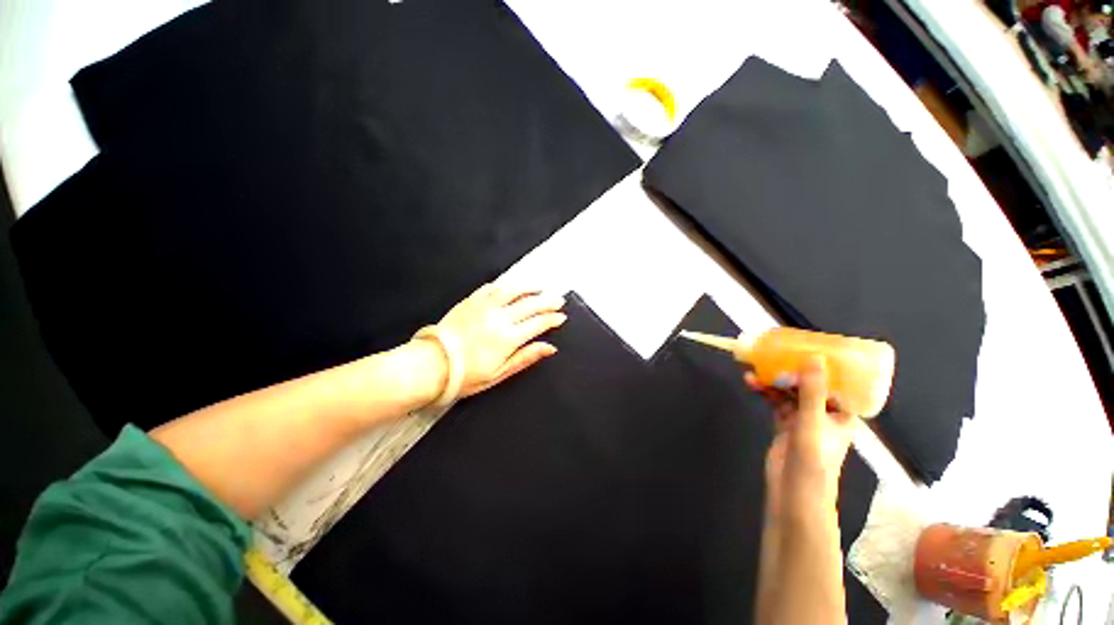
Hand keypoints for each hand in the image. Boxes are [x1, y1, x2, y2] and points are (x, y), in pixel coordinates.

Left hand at [430, 283, 565, 397]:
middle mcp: (500, 317)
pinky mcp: (471, 301)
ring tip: (540, 287)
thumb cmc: (467, 375)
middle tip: (559, 300)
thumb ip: (526, 357)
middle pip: (530, 304)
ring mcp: (485, 306)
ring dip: (530, 287)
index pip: (538, 323)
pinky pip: (492, 287)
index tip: (562, 317)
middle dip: (548, 301)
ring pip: (513, 290)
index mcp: (509, 337)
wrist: (431, 365)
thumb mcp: (500, 373)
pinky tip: (511, 286)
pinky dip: (505, 285)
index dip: (552, 319)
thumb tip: (550, 348)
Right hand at [745, 356, 855, 514]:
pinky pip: (775, 402)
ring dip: (773, 381)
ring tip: (755, 370)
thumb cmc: (813, 461)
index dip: (825, 365)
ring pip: (789, 393)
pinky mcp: (785, 425)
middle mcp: (824, 414)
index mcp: (842, 413)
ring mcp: (803, 420)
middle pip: (808, 385)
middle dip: (791, 371)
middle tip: (774, 357)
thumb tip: (814, 357)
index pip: (837, 383)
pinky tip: (751, 383)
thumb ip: (812, 390)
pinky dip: (765, 392)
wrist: (794, 494)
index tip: (807, 348)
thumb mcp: (813, 422)